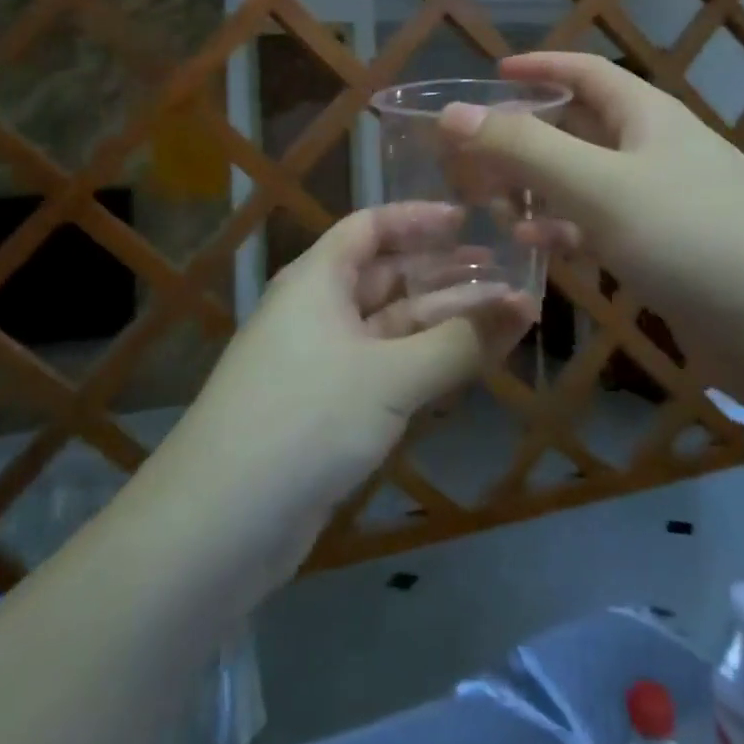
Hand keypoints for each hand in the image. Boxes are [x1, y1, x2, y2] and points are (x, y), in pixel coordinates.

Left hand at [151, 203, 537, 580]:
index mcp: (317, 280)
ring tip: (508, 319)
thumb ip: (460, 342)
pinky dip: (425, 364)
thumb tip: (523, 306)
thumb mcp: (391, 377)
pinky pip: (386, 369)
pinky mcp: (327, 409)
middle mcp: (317, 311)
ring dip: (445, 323)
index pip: (370, 227)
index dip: (419, 219)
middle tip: (507, 275)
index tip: (470, 221)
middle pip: (388, 277)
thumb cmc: (305, 420)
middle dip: (446, 275)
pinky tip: (467, 367)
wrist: (220, 524)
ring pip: (392, 327)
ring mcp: (321, 362)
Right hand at [440, 52, 743, 400]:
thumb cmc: (697, 237)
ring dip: (537, 188)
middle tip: (469, 153)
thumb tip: (453, 113)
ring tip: (486, 203)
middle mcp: (655, 153)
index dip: (538, 67)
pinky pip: (601, 231)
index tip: (490, 74)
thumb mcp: (601, 186)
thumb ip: (525, 149)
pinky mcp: (666, 257)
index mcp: (647, 117)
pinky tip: (533, 249)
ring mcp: (662, 207)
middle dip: (525, 134)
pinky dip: (564, 233)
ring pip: (585, 184)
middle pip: (579, 128)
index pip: (585, 72)